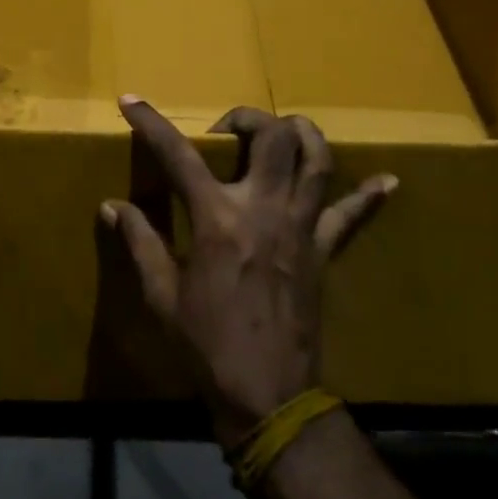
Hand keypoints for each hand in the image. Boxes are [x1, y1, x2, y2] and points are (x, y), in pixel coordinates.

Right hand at [99, 99, 394, 447]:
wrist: (268, 396)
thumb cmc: (207, 345)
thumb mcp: (162, 295)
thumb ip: (140, 241)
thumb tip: (111, 206)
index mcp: (218, 220)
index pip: (179, 157)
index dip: (151, 124)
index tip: (130, 101)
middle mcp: (264, 210)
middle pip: (272, 139)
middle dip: (247, 119)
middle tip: (226, 132)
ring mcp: (301, 228)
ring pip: (317, 161)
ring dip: (303, 134)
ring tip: (284, 131)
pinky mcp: (323, 251)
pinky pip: (351, 217)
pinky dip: (368, 196)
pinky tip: (386, 181)